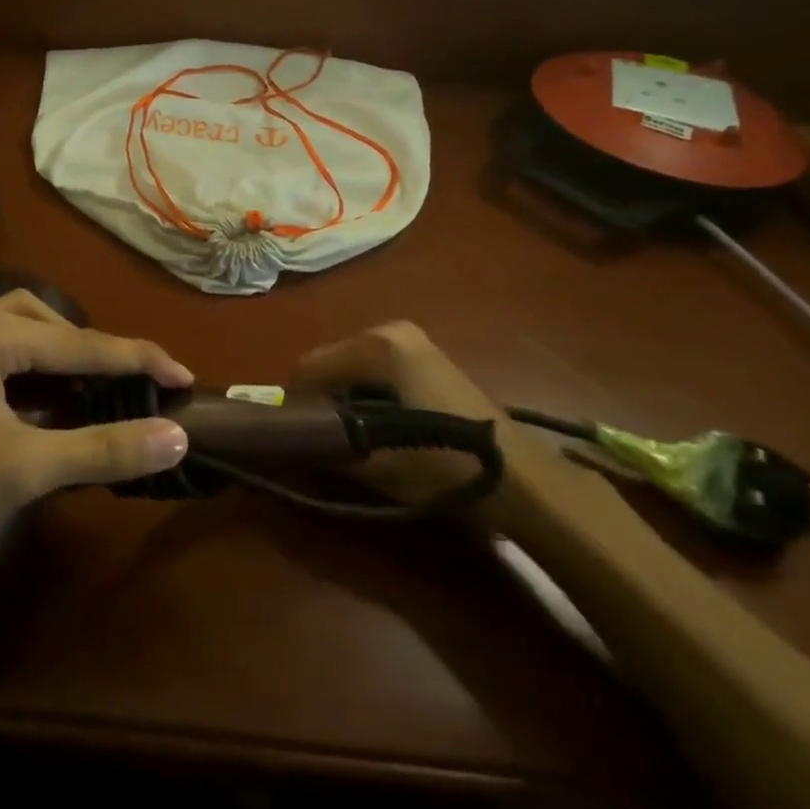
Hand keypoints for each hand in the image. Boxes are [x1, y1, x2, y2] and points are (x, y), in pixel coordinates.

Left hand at [0, 265, 193, 566]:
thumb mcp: (24, 470)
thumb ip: (102, 449)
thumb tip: (175, 436)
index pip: (82, 346)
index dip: (138, 362)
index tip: (183, 378)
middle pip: (45, 325)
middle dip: (91, 352)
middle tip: (127, 385)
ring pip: (0, 314)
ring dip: (44, 333)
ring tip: (75, 359)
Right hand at [293, 321, 613, 530]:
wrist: (520, 479)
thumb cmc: (442, 465)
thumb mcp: (374, 465)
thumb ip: (324, 447)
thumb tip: (289, 443)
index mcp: (376, 346)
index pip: (307, 368)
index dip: (298, 406)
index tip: (302, 439)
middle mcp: (390, 330)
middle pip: (330, 364)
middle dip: (324, 400)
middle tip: (331, 441)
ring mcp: (412, 340)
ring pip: (352, 368)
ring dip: (346, 399)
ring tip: (360, 438)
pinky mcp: (427, 355)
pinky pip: (377, 371)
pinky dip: (369, 395)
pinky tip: (385, 427)